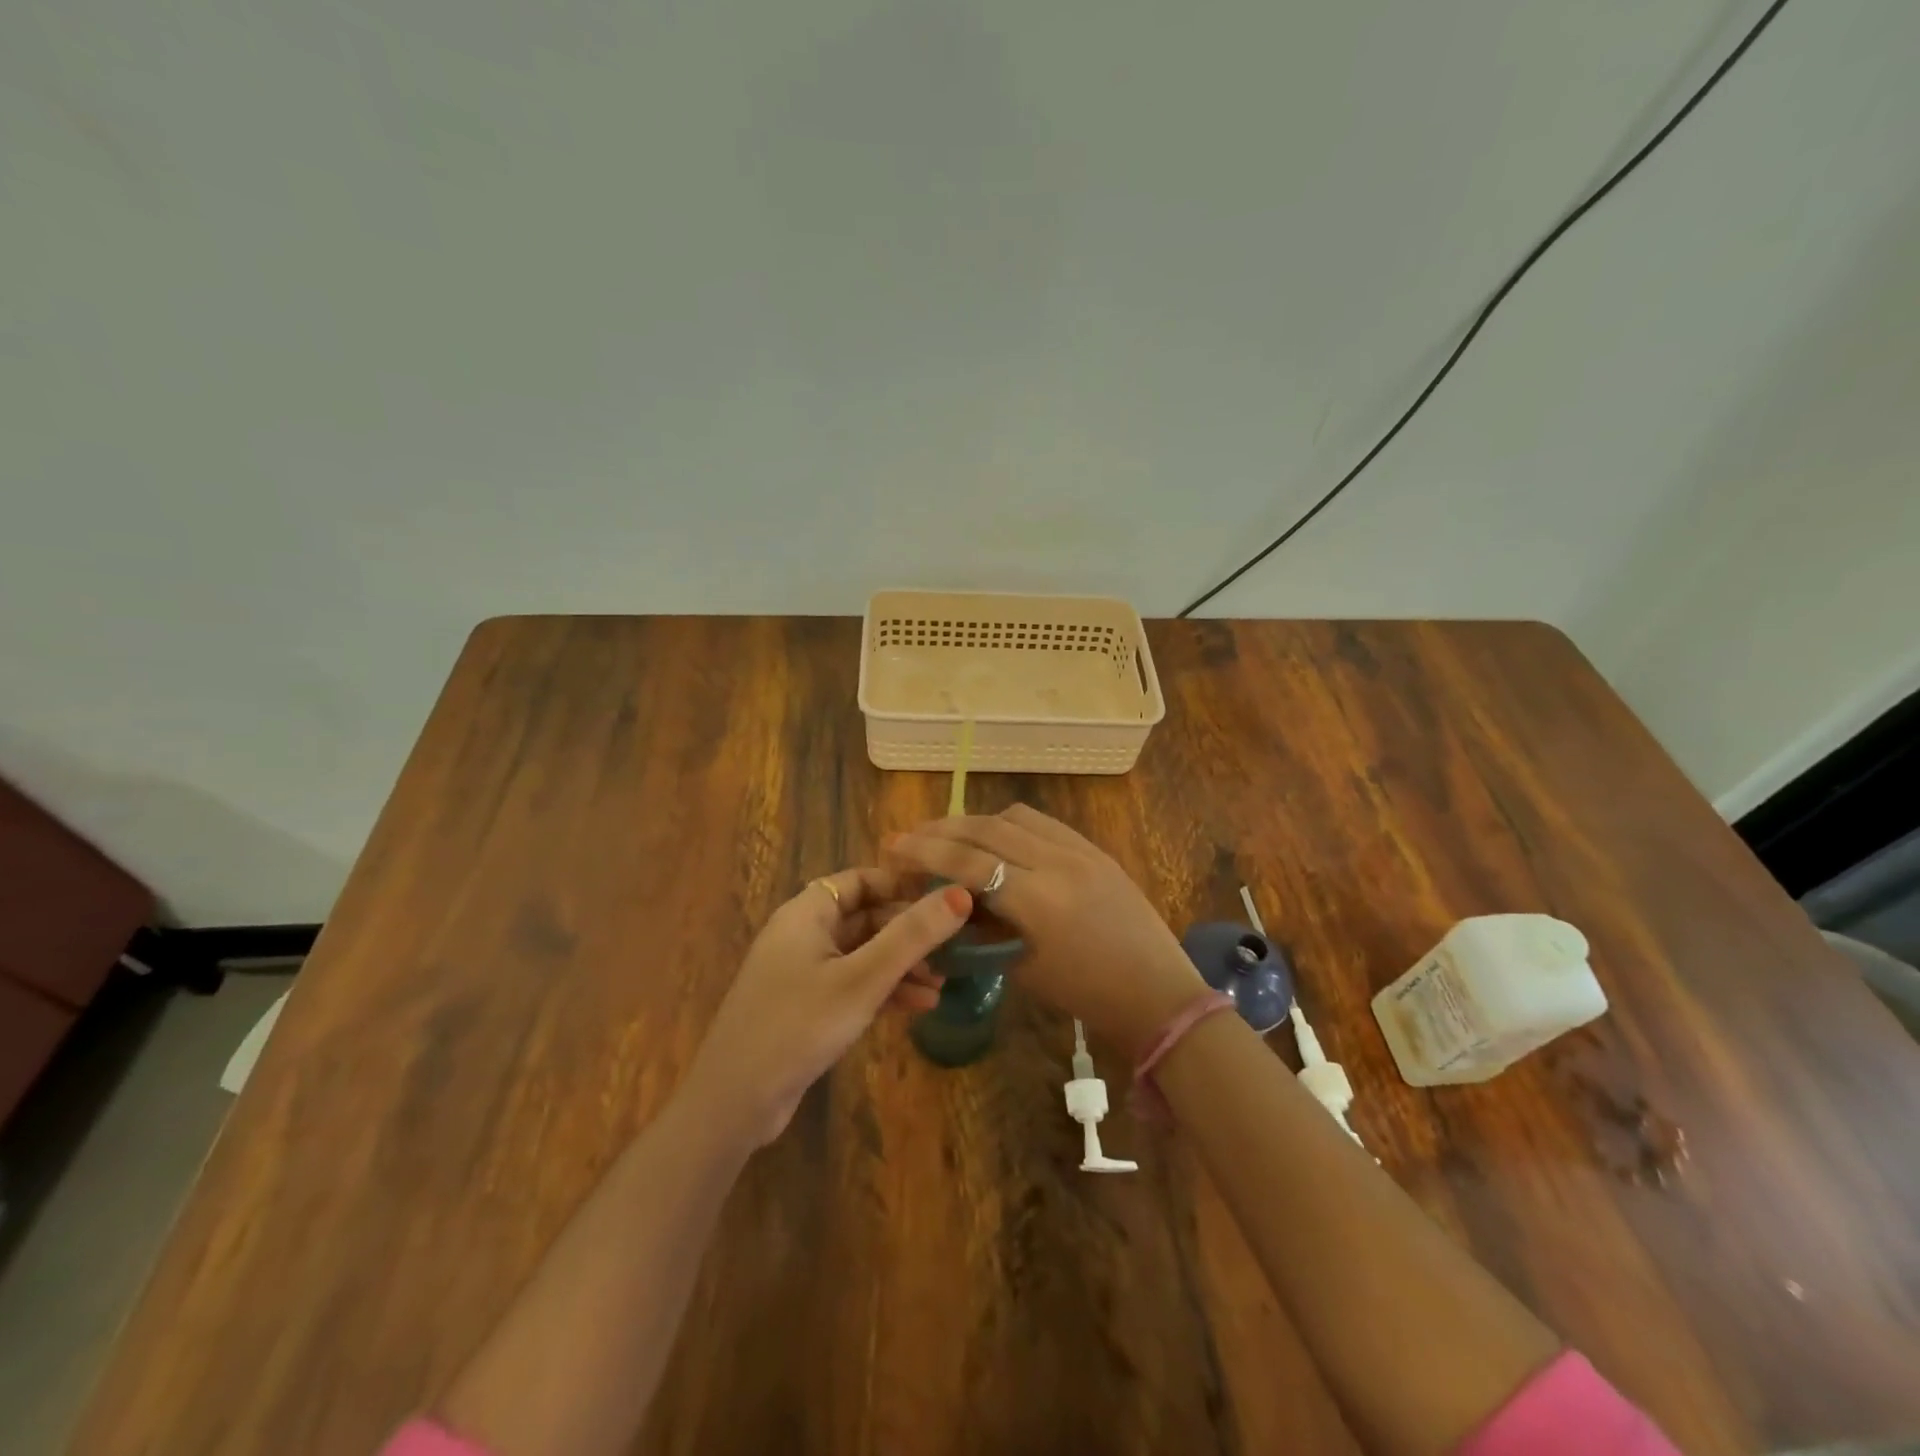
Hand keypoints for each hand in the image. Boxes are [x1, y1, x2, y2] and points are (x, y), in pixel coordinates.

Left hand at [683, 868, 971, 1146]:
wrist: (734, 1102)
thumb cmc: (799, 1025)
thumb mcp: (863, 978)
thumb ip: (912, 935)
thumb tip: (962, 893)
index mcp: (807, 913)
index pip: (861, 880)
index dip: (901, 885)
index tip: (945, 897)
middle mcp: (803, 935)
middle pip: (865, 918)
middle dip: (908, 932)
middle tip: (953, 947)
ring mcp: (802, 973)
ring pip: (863, 955)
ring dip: (901, 965)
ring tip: (942, 984)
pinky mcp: (806, 1008)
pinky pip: (853, 985)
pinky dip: (884, 990)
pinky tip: (919, 1006)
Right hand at [884, 806, 1207, 1058]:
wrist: (1156, 990)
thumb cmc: (1087, 994)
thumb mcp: (1024, 968)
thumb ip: (983, 928)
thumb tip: (948, 901)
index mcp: (1038, 901)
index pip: (968, 862)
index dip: (925, 852)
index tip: (894, 847)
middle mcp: (1057, 862)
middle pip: (986, 830)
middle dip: (941, 829)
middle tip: (910, 836)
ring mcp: (1080, 849)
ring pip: (1013, 817)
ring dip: (975, 821)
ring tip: (950, 835)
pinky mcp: (1094, 847)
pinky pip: (1042, 822)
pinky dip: (1009, 823)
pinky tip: (995, 837)